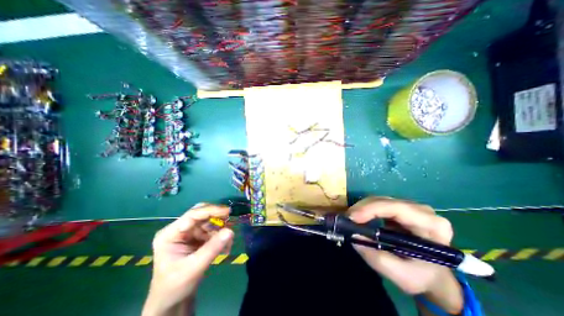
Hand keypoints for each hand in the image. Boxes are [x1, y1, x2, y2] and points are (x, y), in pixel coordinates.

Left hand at [145, 202, 235, 315]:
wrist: (172, 302)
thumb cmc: (176, 286)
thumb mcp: (194, 268)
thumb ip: (212, 248)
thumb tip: (231, 231)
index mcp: (170, 234)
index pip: (192, 215)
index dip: (211, 211)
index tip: (227, 212)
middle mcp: (179, 229)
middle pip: (201, 214)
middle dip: (217, 217)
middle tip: (230, 220)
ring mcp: (188, 233)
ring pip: (209, 222)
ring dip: (220, 230)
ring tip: (228, 243)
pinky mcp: (196, 238)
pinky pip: (212, 231)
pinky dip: (220, 236)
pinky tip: (225, 247)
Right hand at [349, 198, 462, 313]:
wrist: (432, 275)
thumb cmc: (422, 277)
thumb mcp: (402, 276)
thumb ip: (377, 258)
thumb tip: (354, 236)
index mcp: (432, 225)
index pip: (398, 208)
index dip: (372, 209)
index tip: (353, 218)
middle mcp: (422, 210)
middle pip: (386, 201)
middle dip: (363, 208)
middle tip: (347, 219)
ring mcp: (410, 207)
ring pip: (380, 200)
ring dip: (362, 208)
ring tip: (351, 220)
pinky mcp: (399, 208)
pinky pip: (378, 203)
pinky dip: (366, 209)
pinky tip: (359, 218)